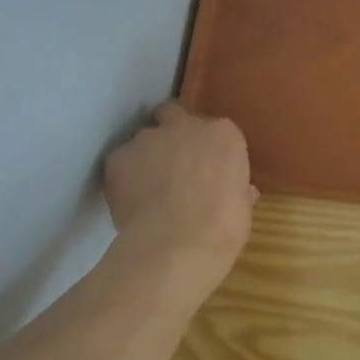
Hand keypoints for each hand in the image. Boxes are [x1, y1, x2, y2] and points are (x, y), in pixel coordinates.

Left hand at [104, 102, 255, 297]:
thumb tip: (242, 192)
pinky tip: (131, 203)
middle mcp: (185, 125)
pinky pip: (121, 163)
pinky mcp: (118, 157)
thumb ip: (237, 189)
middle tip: (172, 164)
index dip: (207, 149)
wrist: (177, 245)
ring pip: (144, 141)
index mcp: (223, 134)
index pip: (215, 131)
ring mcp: (148, 138)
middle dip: (170, 132)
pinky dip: (124, 178)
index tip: (207, 169)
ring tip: (148, 192)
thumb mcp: (242, 207)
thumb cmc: (222, 227)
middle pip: (173, 115)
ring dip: (146, 158)